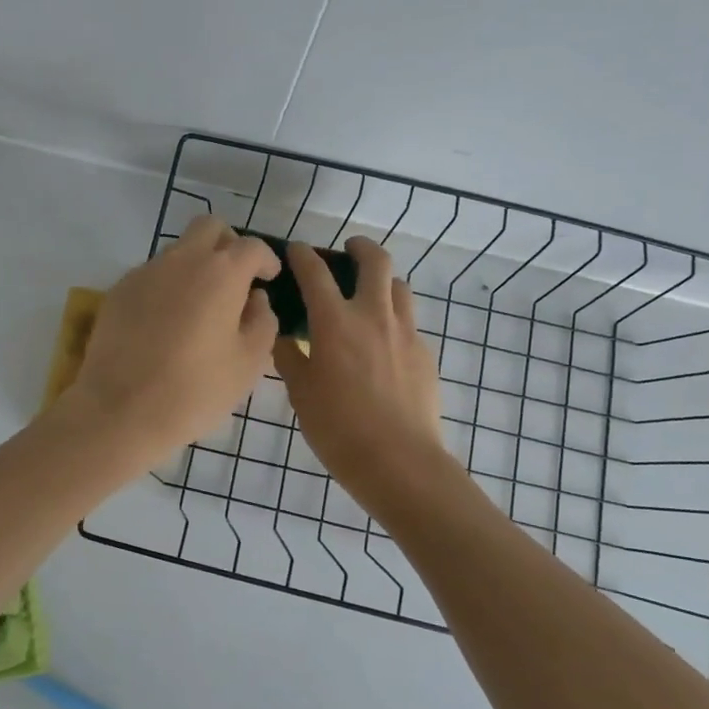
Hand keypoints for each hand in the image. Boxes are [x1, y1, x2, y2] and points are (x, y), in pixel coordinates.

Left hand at [62, 214, 280, 463]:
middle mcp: (182, 260)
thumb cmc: (196, 389)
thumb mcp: (248, 363)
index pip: (251, 246)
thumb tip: (256, 299)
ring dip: (196, 264)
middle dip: (228, 244)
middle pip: (209, 227)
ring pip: (178, 250)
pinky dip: (168, 285)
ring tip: (201, 305)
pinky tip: (168, 321)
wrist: (121, 409)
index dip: (266, 258)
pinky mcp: (119, 291)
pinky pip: (152, 274)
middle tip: (235, 277)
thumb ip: (262, 321)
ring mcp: (145, 272)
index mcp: (221, 273)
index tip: (269, 277)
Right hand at [275, 237, 446, 500]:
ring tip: (369, 294)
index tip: (295, 250)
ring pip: (400, 287)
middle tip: (349, 250)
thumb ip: (290, 358)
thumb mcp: (301, 393)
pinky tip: (384, 342)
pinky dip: (394, 318)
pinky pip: (410, 322)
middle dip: (360, 247)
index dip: (302, 255)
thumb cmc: (338, 427)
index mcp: (335, 322)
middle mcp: (373, 316)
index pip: (315, 272)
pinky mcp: (425, 354)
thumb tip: (283, 337)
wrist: (399, 461)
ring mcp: (405, 333)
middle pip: (375, 261)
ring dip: (383, 281)